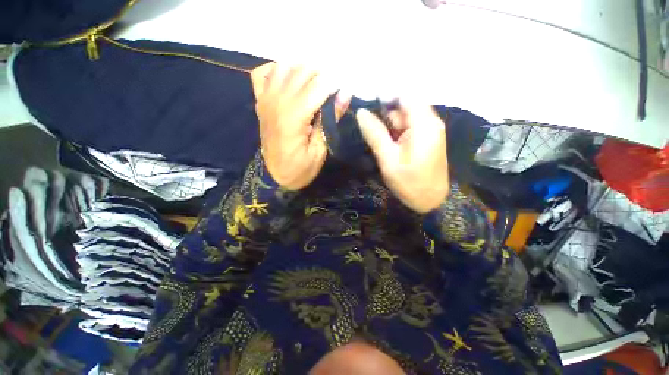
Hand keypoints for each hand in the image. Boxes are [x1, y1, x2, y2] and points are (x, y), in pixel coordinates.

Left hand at [251, 63, 333, 190]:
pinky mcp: (260, 102)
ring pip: (283, 66)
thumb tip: (345, 94)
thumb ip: (330, 120)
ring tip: (314, 83)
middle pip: (302, 71)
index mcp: (294, 118)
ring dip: (302, 69)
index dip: (334, 84)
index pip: (318, 86)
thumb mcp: (319, 150)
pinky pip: (262, 74)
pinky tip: (289, 79)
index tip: (343, 90)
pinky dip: (276, 70)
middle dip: (322, 75)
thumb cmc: (299, 169)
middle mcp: (277, 102)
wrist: (273, 177)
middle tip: (331, 90)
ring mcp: (265, 100)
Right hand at [356, 103, 449, 212]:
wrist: (431, 202)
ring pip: (406, 118)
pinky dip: (397, 134)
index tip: (368, 105)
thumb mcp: (388, 159)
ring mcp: (431, 131)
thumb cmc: (409, 183)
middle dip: (386, 116)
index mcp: (424, 124)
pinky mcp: (428, 139)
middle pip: (405, 106)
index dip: (385, 96)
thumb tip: (361, 112)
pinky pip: (410, 128)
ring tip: (384, 147)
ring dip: (391, 127)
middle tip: (375, 136)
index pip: (405, 95)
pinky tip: (391, 147)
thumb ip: (375, 134)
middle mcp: (431, 122)